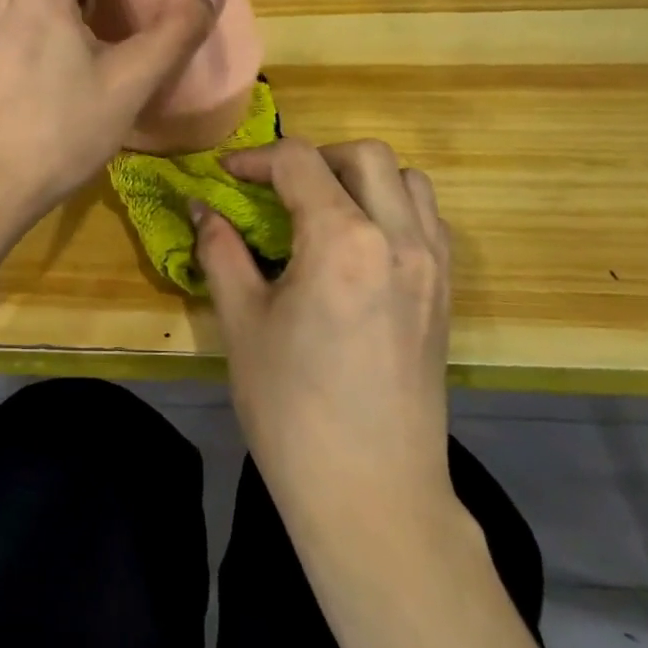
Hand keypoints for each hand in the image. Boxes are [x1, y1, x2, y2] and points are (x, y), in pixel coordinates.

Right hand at [194, 138, 453, 528]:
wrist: (371, 492)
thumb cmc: (291, 408)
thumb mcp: (241, 323)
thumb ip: (222, 252)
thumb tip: (202, 209)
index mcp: (342, 241)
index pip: (299, 162)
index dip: (255, 158)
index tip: (226, 175)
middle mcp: (399, 237)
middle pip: (364, 155)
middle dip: (312, 158)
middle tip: (275, 189)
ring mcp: (433, 265)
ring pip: (407, 180)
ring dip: (360, 178)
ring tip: (321, 212)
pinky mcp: (445, 293)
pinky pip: (428, 220)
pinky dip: (392, 208)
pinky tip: (357, 247)